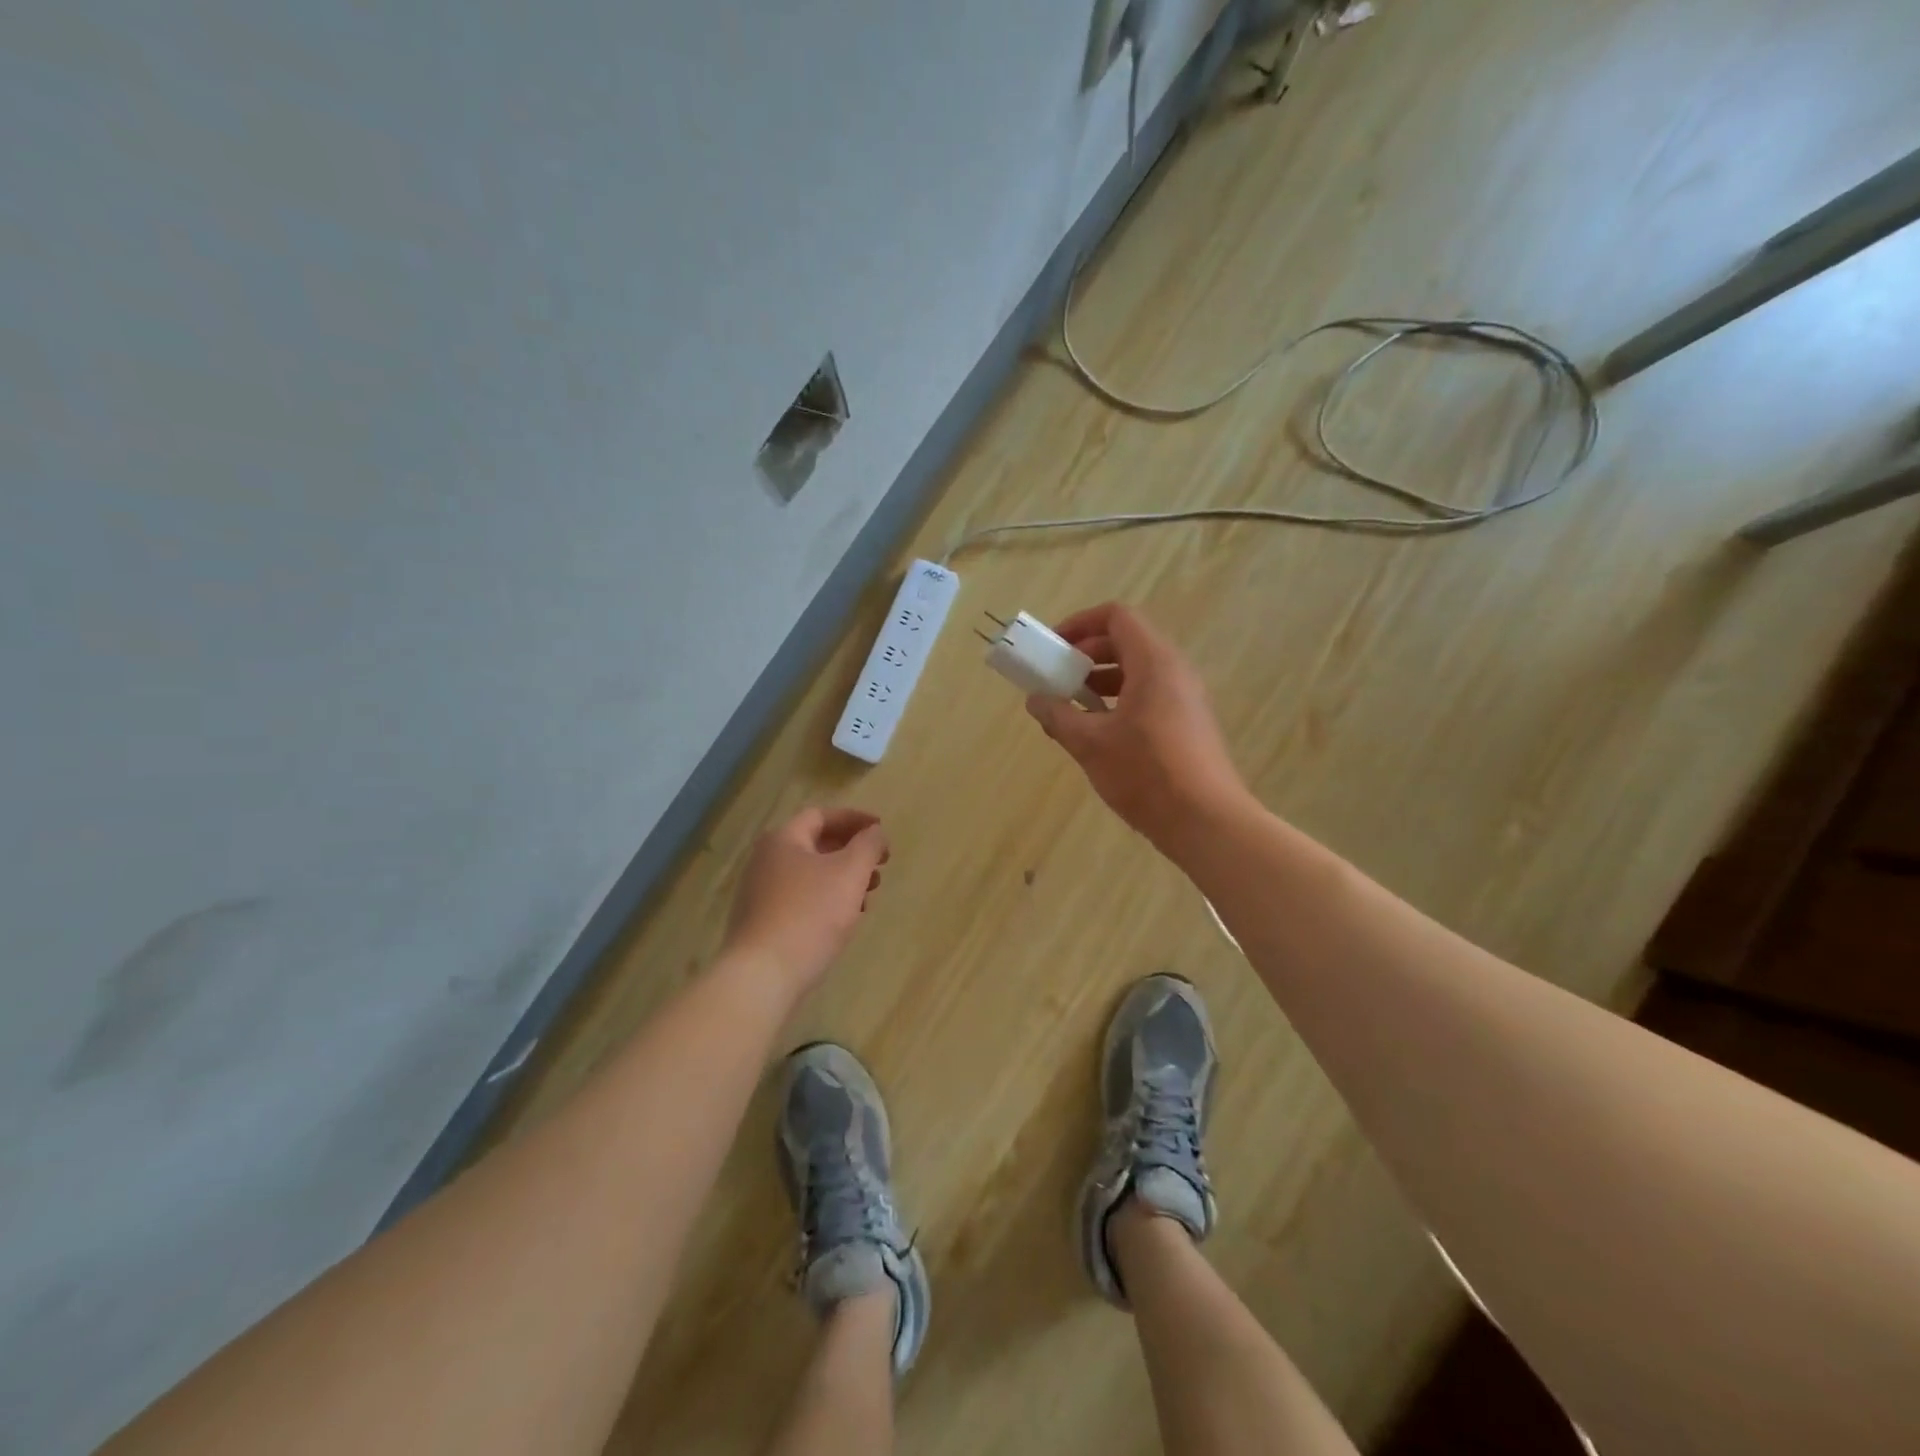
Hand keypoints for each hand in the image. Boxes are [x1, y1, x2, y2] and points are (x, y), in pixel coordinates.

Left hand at [725, 806, 889, 995]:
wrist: (761, 976)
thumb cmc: (810, 915)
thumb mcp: (849, 873)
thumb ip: (868, 846)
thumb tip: (875, 832)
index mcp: (783, 840)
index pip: (822, 815)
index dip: (855, 819)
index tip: (881, 830)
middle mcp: (766, 860)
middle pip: (815, 844)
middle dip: (852, 851)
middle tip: (880, 866)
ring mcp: (760, 893)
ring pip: (810, 874)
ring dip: (843, 879)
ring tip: (868, 897)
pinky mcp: (762, 922)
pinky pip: (801, 899)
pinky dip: (827, 900)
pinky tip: (844, 921)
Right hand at [1025, 603, 1246, 851]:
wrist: (1206, 822)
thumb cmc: (1145, 773)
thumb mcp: (1090, 744)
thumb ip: (1058, 716)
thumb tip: (1035, 700)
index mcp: (1154, 662)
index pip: (1117, 617)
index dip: (1080, 623)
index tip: (1053, 648)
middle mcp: (1175, 671)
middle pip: (1126, 642)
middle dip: (1086, 655)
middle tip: (1057, 679)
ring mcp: (1186, 697)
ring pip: (1138, 671)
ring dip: (1100, 681)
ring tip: (1072, 709)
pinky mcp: (1190, 723)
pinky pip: (1150, 695)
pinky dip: (1120, 701)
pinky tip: (1099, 734)